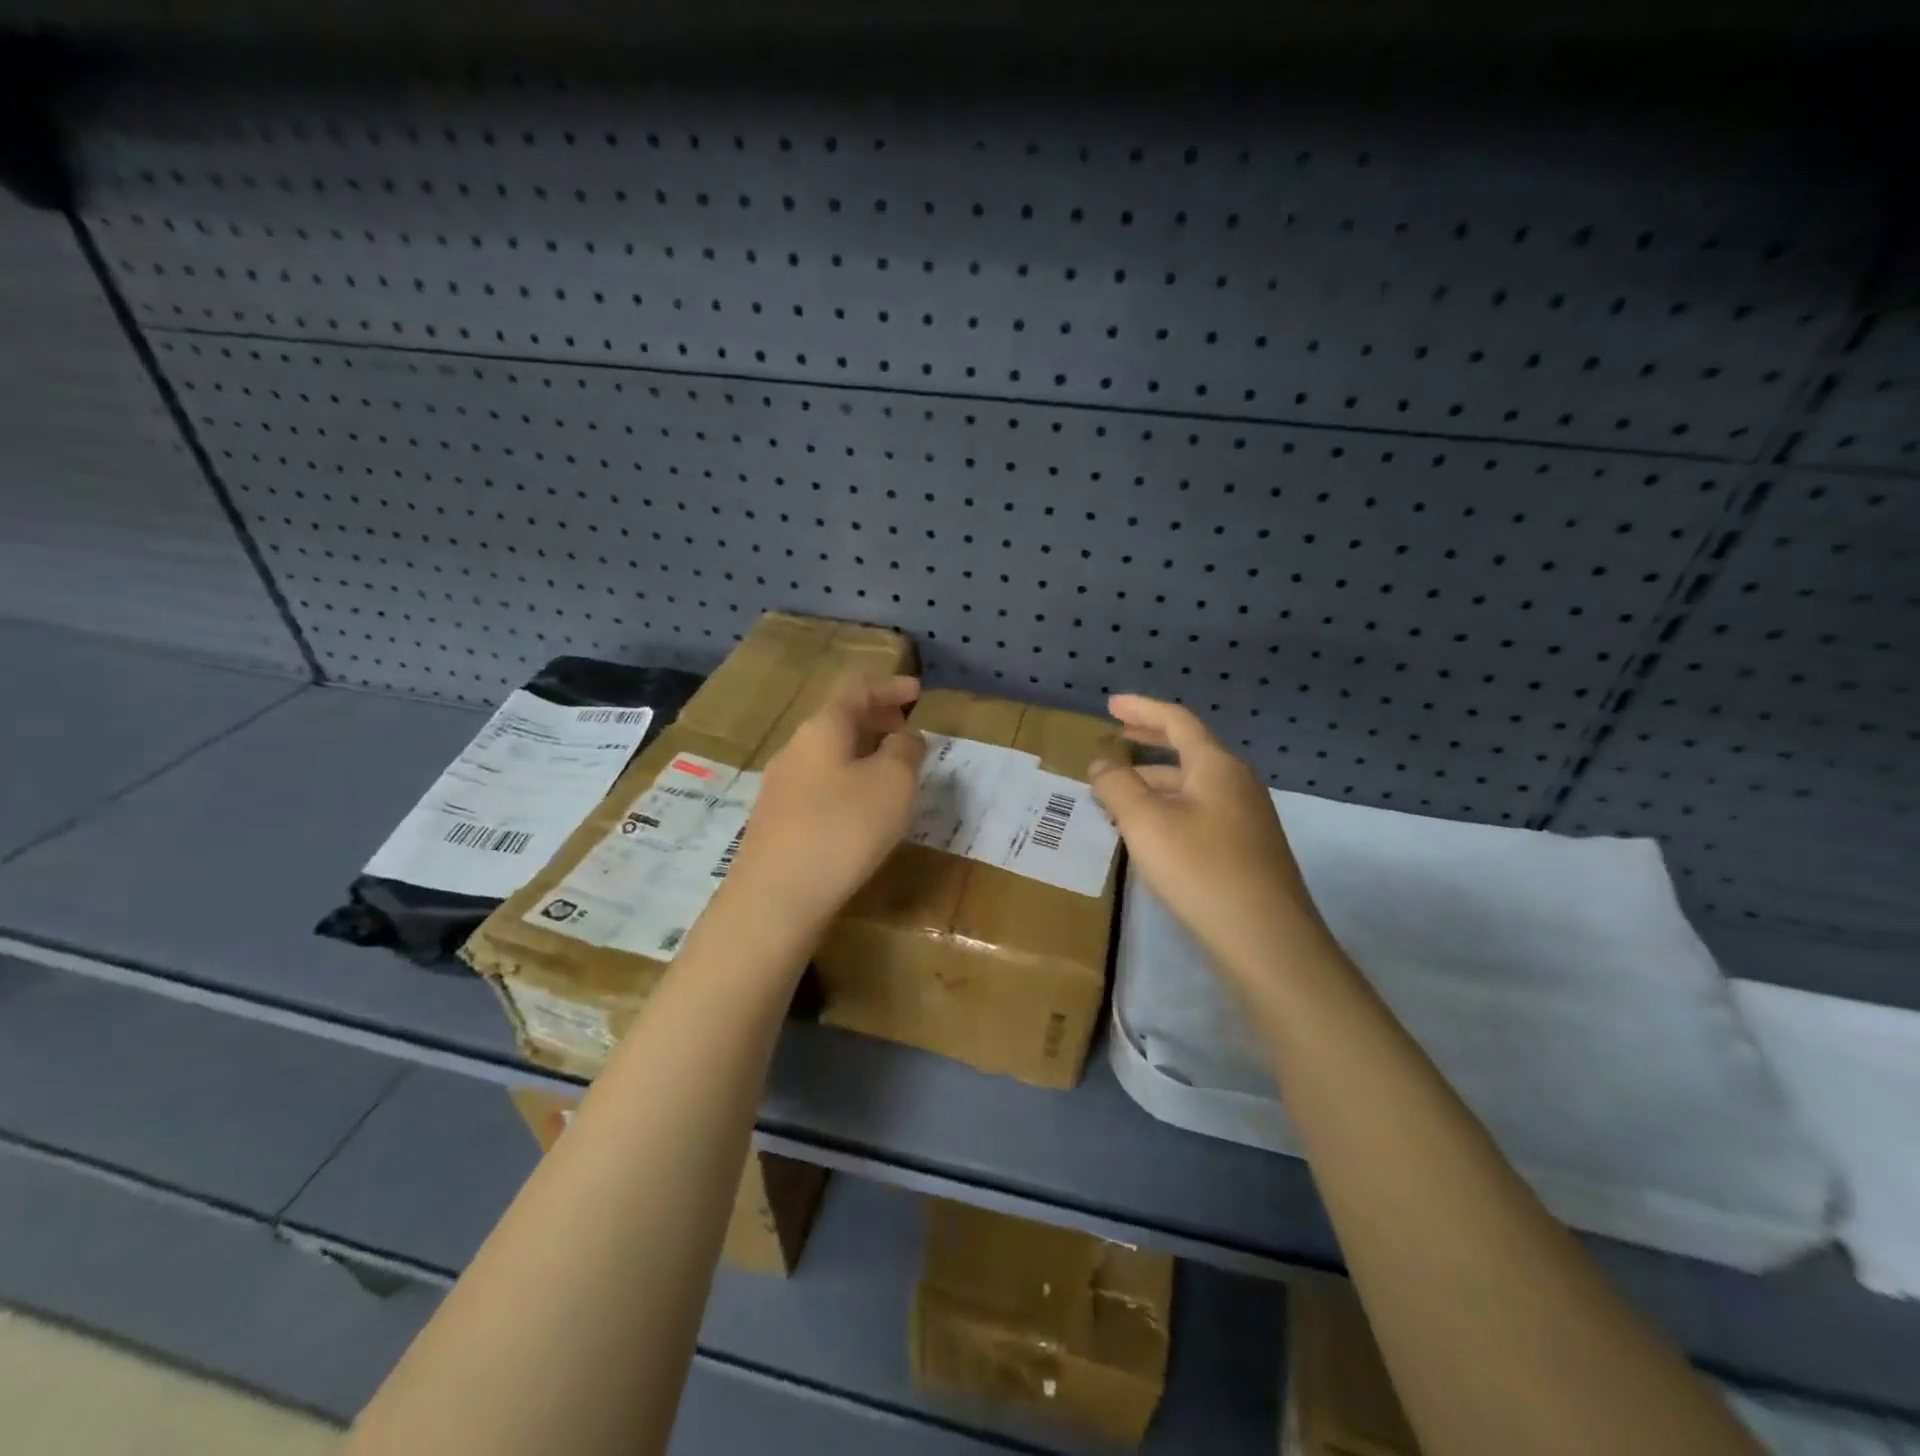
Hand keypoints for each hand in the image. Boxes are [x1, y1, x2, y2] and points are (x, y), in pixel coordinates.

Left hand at [729, 674, 926, 927]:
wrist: (776, 898)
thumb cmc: (843, 828)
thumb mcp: (893, 783)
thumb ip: (906, 751)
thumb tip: (906, 737)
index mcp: (822, 728)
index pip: (857, 689)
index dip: (890, 686)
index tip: (918, 691)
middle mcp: (795, 749)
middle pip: (838, 720)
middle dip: (876, 718)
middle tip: (906, 726)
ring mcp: (780, 786)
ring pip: (828, 754)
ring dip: (862, 751)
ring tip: (890, 767)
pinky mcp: (777, 821)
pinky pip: (819, 784)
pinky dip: (847, 779)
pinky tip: (860, 806)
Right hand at [1090, 694, 1331, 978]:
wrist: (1267, 941)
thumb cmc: (1201, 869)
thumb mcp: (1145, 823)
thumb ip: (1117, 786)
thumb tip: (1102, 762)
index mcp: (1217, 766)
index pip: (1177, 721)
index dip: (1141, 708)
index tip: (1111, 704)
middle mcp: (1237, 784)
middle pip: (1188, 750)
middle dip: (1150, 741)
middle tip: (1117, 736)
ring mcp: (1247, 818)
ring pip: (1192, 786)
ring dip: (1155, 782)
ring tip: (1118, 793)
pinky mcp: (1247, 850)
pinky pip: (1200, 813)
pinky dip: (1169, 808)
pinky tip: (1149, 832)